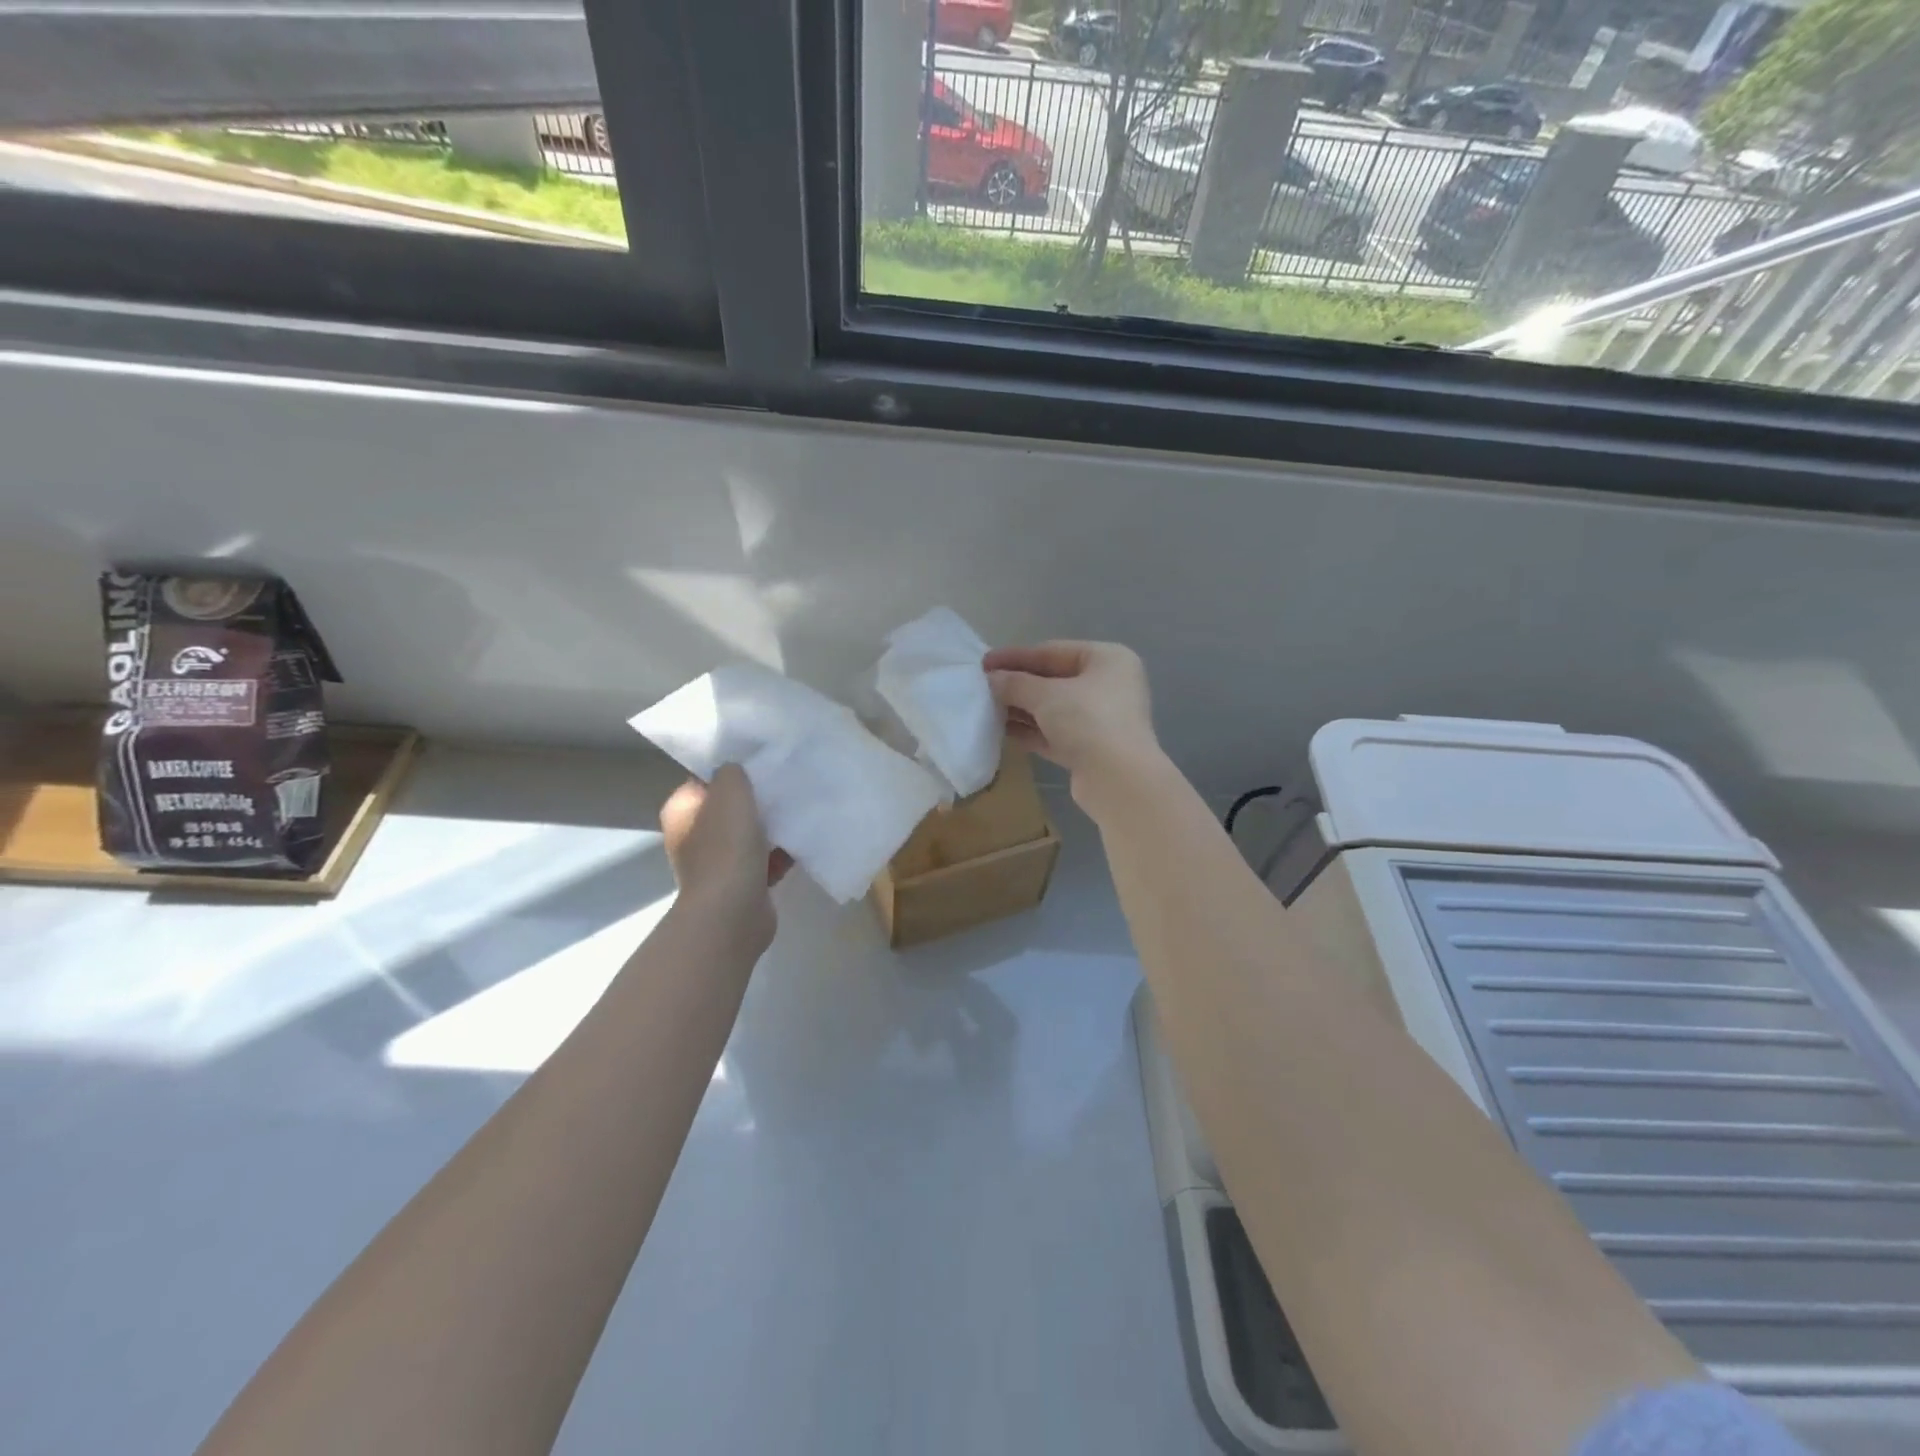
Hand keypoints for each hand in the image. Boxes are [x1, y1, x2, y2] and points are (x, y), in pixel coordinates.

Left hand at [660, 765, 791, 944]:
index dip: (731, 771)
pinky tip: (803, 841)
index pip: (705, 780)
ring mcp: (717, 864)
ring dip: (772, 826)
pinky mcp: (741, 884)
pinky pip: (765, 859)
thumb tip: (735, 774)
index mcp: (682, 812)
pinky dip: (781, 853)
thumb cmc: (726, 847)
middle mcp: (694, 837)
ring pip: (750, 834)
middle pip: (729, 808)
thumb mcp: (730, 791)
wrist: (733, 912)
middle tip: (785, 785)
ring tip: (799, 810)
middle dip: (757, 799)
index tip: (761, 762)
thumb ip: (732, 772)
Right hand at [983, 641, 1162, 803]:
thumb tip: (991, 679)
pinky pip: (1055, 732)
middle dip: (1017, 685)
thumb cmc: (1087, 721)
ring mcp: (1101, 719)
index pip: (1053, 651)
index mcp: (1107, 659)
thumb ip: (1015, 683)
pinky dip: (1031, 730)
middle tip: (982, 687)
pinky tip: (1001, 730)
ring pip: (1053, 708)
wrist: (1118, 780)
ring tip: (986, 708)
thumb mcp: (1045, 695)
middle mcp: (1108, 685)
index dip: (1015, 656)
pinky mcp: (1091, 748)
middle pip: (1053, 680)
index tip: (983, 662)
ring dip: (1021, 709)